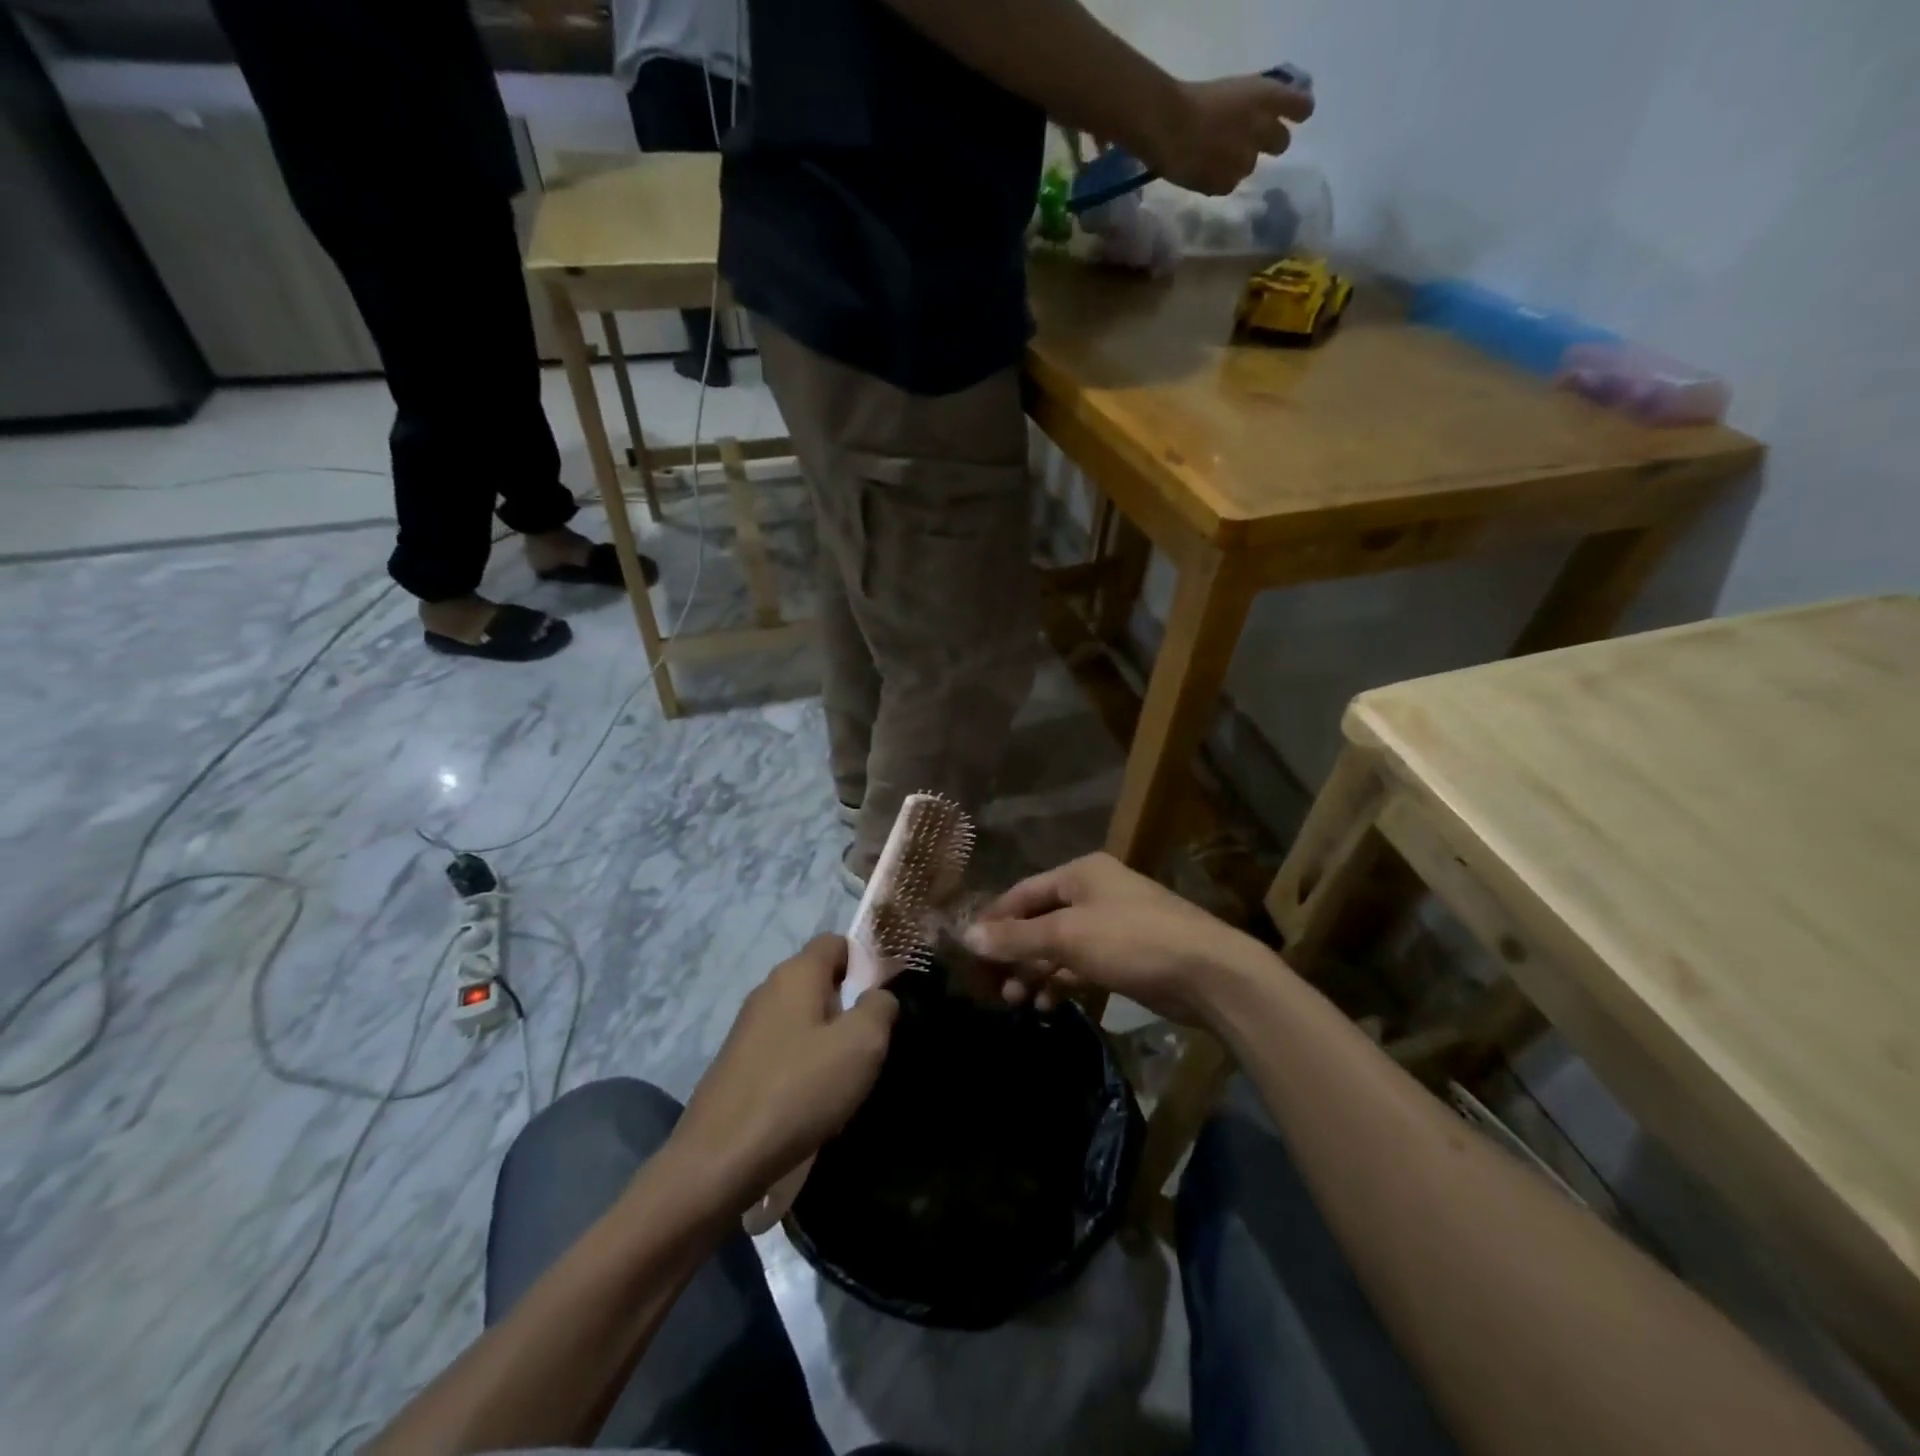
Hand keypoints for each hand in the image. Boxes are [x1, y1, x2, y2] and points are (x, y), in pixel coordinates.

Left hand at [670, 935, 897, 1212]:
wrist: (719, 1161)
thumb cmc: (799, 1090)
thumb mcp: (861, 1044)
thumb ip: (880, 1007)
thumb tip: (878, 996)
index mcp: (796, 973)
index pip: (837, 941)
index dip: (866, 960)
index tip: (886, 995)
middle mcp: (768, 989)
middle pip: (820, 980)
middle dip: (850, 1004)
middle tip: (873, 1041)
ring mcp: (748, 1027)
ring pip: (804, 1017)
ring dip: (829, 1039)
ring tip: (848, 1077)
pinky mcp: (738, 1063)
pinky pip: (785, 1048)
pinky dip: (804, 1065)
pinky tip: (814, 1101)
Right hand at [961, 853, 1271, 1026]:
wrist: (1209, 973)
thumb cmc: (1132, 941)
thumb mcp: (1067, 936)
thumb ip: (1017, 937)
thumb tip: (967, 935)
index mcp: (1080, 873)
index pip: (1022, 892)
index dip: (994, 921)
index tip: (968, 951)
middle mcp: (1094, 892)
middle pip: (1039, 920)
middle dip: (1014, 953)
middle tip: (992, 987)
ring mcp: (1112, 924)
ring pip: (1058, 945)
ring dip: (1035, 971)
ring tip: (1016, 1002)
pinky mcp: (1126, 955)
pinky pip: (1080, 963)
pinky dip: (1060, 981)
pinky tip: (1046, 1004)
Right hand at [1138, 74, 1314, 195]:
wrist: (1167, 128)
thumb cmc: (1195, 100)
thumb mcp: (1234, 90)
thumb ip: (1256, 102)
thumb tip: (1266, 116)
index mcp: (1265, 97)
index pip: (1302, 107)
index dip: (1298, 112)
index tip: (1292, 117)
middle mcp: (1261, 130)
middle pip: (1282, 143)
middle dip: (1269, 143)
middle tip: (1248, 142)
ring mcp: (1245, 161)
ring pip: (1250, 166)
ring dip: (1237, 162)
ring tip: (1214, 157)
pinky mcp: (1226, 185)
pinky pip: (1229, 184)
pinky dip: (1219, 180)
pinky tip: (1203, 171)